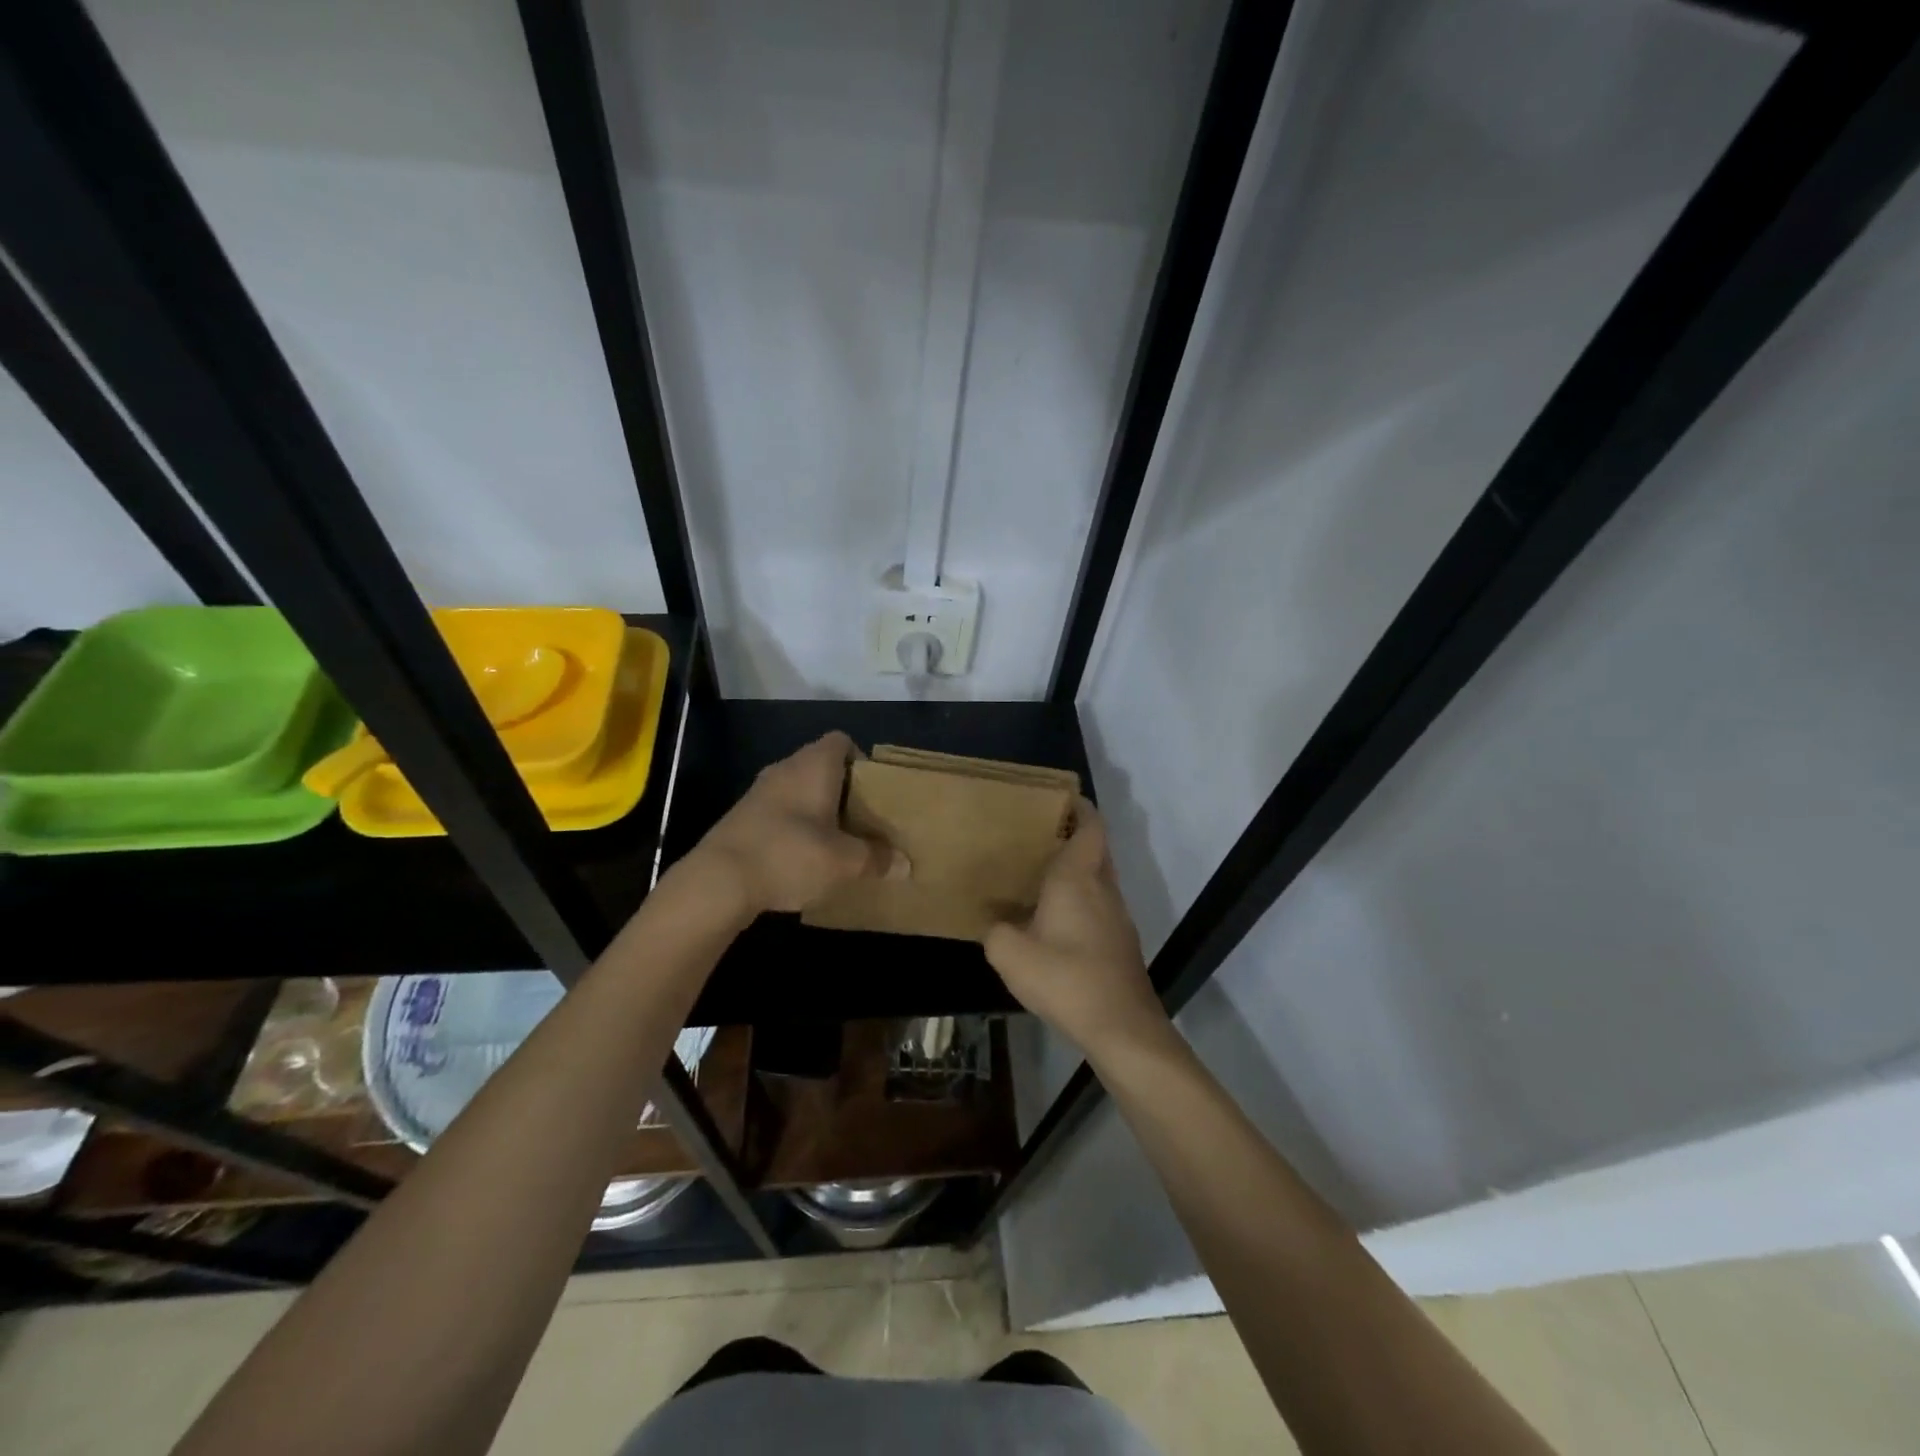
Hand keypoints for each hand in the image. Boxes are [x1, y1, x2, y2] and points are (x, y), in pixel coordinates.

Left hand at [685, 731, 901, 916]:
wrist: (719, 880)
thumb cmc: (790, 855)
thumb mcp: (845, 862)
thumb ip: (877, 859)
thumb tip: (905, 865)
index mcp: (814, 765)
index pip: (842, 741)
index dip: (861, 760)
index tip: (874, 791)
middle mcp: (786, 768)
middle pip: (821, 766)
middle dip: (844, 791)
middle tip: (863, 820)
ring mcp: (759, 792)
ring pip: (799, 790)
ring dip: (818, 810)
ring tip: (837, 841)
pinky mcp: (743, 817)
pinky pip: (779, 811)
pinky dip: (795, 826)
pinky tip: (803, 857)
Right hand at [984, 800, 1168, 1059]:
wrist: (1121, 1026)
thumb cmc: (1065, 979)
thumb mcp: (1011, 955)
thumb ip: (996, 932)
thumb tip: (996, 925)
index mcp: (1078, 877)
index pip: (1090, 825)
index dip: (1079, 806)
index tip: (1056, 799)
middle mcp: (1103, 887)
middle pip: (1096, 847)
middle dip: (1072, 835)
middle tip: (1036, 836)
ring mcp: (1118, 914)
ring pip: (1099, 876)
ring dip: (1077, 869)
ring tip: (1040, 875)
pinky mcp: (1121, 940)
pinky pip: (1100, 903)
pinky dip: (1082, 898)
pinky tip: (1055, 920)